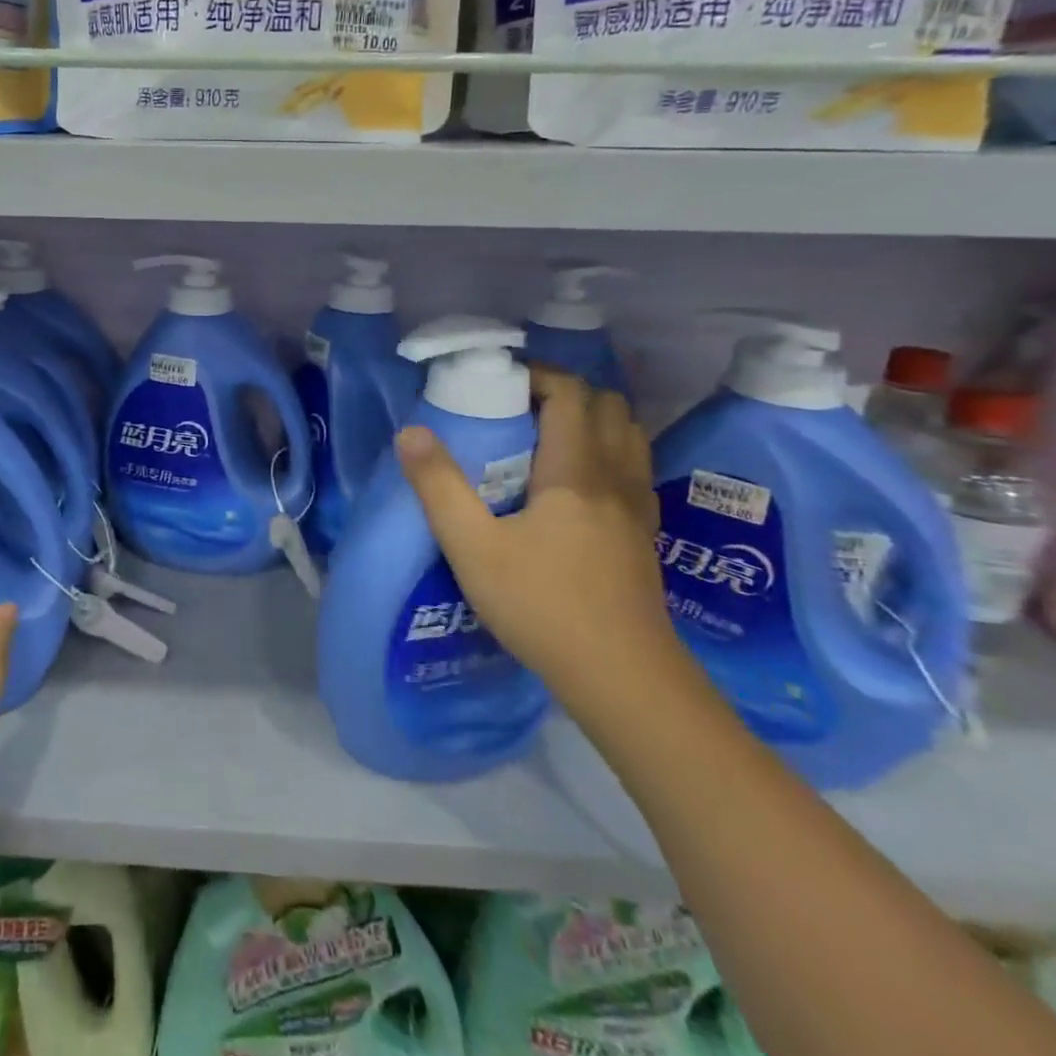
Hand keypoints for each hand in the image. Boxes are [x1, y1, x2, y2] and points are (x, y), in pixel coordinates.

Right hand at [395, 368, 677, 703]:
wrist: (623, 679)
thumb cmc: (542, 606)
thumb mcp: (472, 548)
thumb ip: (439, 486)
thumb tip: (411, 431)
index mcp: (577, 471)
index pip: (571, 395)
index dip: (537, 376)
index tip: (498, 383)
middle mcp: (616, 478)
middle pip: (609, 407)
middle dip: (565, 394)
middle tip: (518, 409)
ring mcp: (638, 508)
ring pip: (628, 437)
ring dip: (591, 422)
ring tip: (544, 440)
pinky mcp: (645, 536)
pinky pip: (631, 470)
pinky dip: (606, 455)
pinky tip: (574, 486)